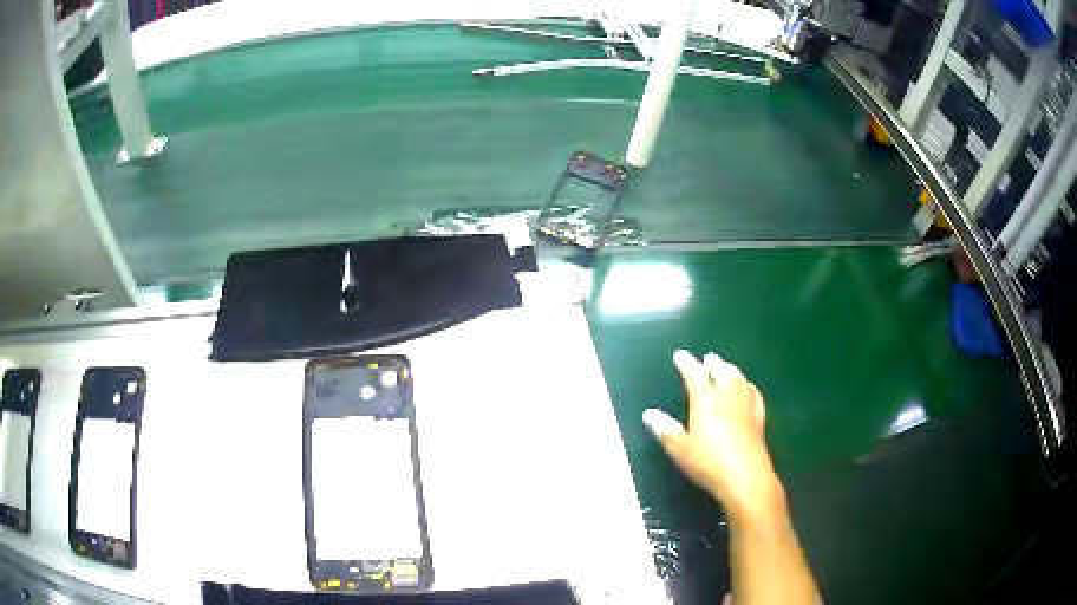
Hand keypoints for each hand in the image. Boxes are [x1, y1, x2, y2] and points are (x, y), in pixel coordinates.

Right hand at [643, 350, 782, 521]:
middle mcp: (727, 399)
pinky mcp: (758, 420)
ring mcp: (745, 408)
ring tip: (727, 365)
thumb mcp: (680, 450)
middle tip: (708, 357)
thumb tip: (649, 413)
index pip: (695, 376)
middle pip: (721, 374)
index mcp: (706, 403)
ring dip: (731, 371)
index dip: (687, 364)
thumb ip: (666, 431)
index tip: (680, 355)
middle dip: (713, 364)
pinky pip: (754, 396)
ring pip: (739, 381)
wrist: (746, 478)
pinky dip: (750, 387)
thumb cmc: (709, 464)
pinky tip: (749, 387)